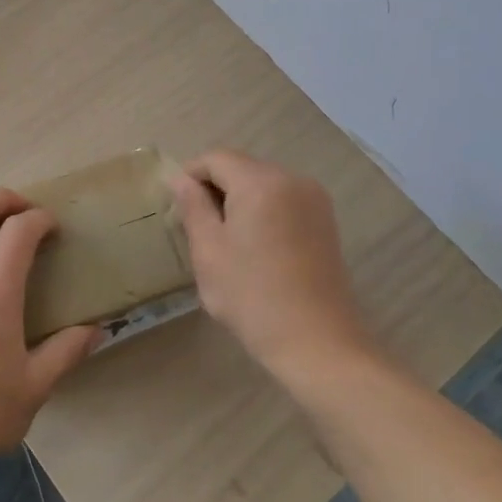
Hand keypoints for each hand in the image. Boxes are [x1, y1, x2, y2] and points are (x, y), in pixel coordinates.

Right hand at [172, 151, 375, 382]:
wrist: (317, 343)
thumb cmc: (252, 297)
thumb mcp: (209, 251)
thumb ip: (192, 207)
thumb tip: (180, 179)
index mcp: (260, 182)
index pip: (216, 158)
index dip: (190, 175)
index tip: (177, 208)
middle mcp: (291, 179)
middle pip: (241, 167)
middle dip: (215, 188)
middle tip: (196, 227)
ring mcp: (314, 199)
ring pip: (263, 183)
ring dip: (238, 200)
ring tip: (225, 240)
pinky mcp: (325, 220)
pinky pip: (283, 200)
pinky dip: (262, 210)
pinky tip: (255, 247)